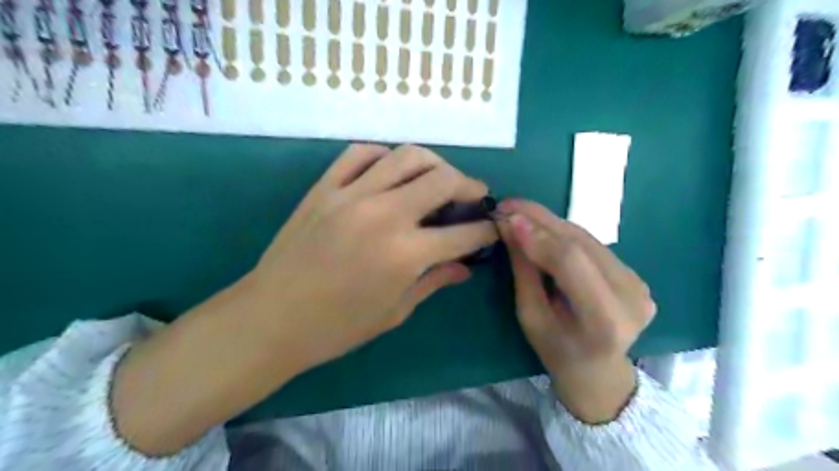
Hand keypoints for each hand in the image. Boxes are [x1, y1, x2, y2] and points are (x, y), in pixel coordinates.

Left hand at [248, 142, 495, 368]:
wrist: (271, 318)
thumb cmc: (336, 328)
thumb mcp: (394, 312)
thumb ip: (434, 282)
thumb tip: (464, 268)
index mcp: (405, 255)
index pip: (463, 234)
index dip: (485, 230)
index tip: (491, 229)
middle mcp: (384, 215)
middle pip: (442, 180)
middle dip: (469, 185)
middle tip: (474, 195)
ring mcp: (351, 195)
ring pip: (406, 156)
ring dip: (434, 163)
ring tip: (439, 177)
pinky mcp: (325, 188)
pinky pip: (360, 153)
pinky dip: (384, 156)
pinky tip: (391, 170)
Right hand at [493, 199, 658, 422]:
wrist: (598, 370)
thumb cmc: (556, 351)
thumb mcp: (530, 315)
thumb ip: (524, 269)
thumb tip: (509, 226)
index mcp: (605, 320)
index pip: (571, 263)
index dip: (538, 236)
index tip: (507, 217)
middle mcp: (631, 296)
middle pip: (580, 244)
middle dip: (540, 219)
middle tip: (508, 204)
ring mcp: (639, 283)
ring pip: (586, 238)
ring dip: (549, 221)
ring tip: (519, 210)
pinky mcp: (635, 274)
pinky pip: (592, 244)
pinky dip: (563, 232)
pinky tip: (541, 225)